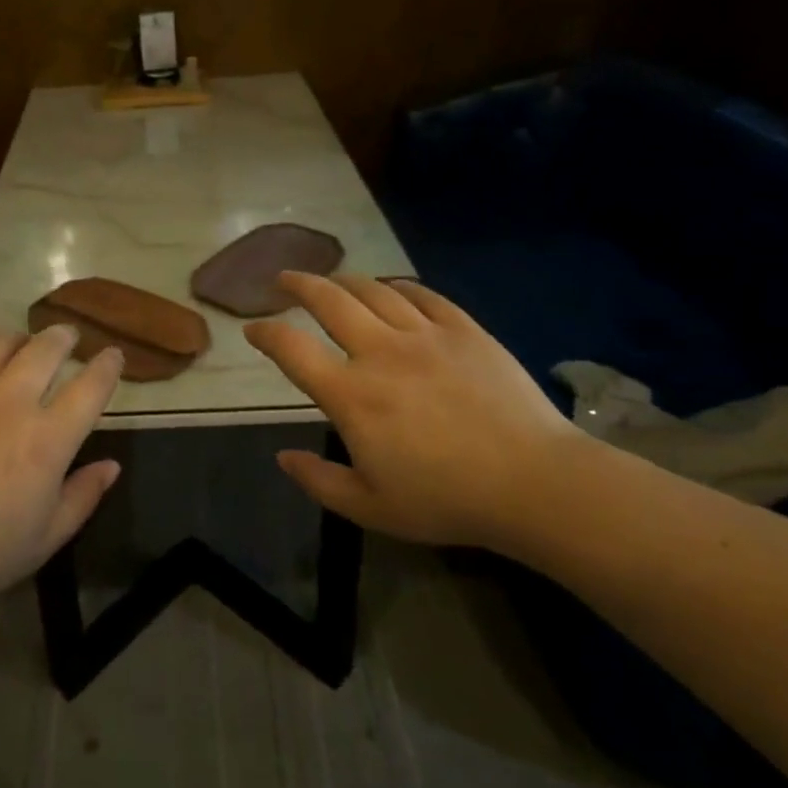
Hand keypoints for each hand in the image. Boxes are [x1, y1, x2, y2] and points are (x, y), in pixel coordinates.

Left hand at [0, 326, 122, 610]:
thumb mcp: (41, 541)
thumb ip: (82, 498)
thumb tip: (111, 465)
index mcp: (47, 438)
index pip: (90, 387)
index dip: (107, 366)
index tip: (113, 355)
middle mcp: (10, 400)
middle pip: (46, 349)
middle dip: (63, 337)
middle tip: (67, 336)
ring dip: (19, 338)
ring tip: (21, 342)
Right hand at [245, 273, 592, 548]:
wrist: (534, 483)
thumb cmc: (446, 500)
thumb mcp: (370, 508)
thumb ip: (319, 481)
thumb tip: (282, 456)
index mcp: (351, 394)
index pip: (292, 349)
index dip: (265, 333)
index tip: (253, 330)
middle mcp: (380, 352)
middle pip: (328, 300)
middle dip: (298, 284)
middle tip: (284, 279)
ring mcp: (424, 335)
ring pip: (373, 290)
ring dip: (344, 280)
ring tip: (333, 281)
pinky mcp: (464, 330)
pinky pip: (423, 294)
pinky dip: (399, 286)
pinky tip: (393, 288)